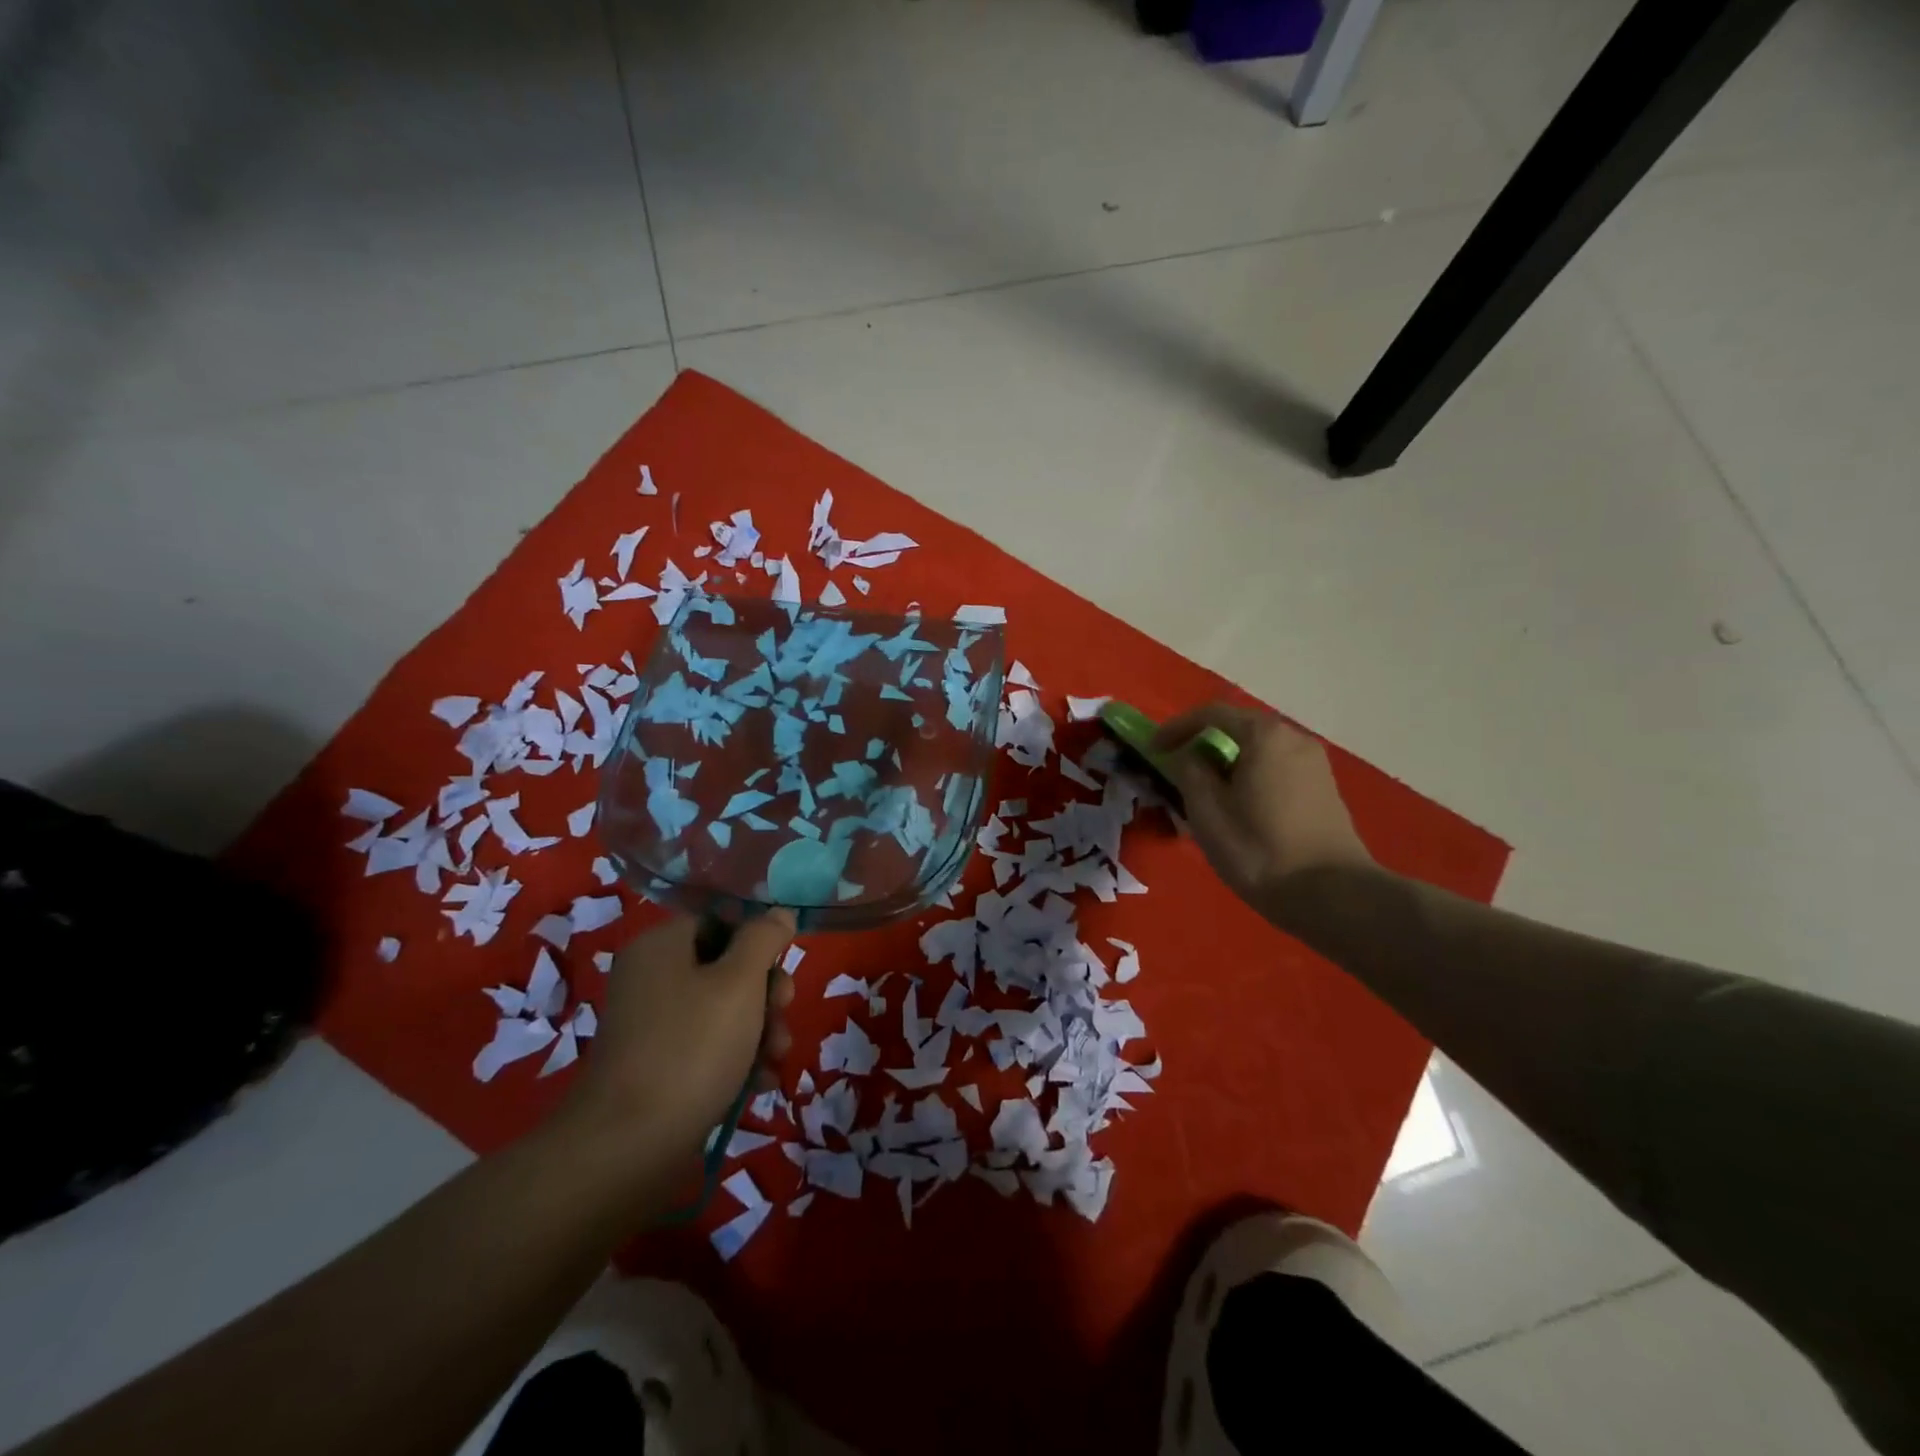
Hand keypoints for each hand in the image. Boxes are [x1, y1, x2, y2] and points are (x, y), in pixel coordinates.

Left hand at [564, 911, 796, 1182]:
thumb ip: (764, 939)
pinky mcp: (657, 1065)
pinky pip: (707, 1045)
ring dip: (760, 1030)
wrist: (628, 1147)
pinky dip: (737, 1058)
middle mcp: (652, 977)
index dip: (758, 943)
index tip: (782, 973)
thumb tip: (779, 913)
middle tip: (782, 1017)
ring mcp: (652, 1024)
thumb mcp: (740, 982)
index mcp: (662, 945)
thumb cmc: (691, 1048)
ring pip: (723, 1009)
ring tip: (776, 1059)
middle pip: (726, 967)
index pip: (721, 922)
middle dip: (765, 994)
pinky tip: (759, 1083)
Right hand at [1153, 703, 1373, 902]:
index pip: (1211, 714)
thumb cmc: (1259, 850)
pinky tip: (1240, 808)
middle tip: (1177, 770)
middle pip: (1239, 729)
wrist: (1334, 895)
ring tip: (1206, 794)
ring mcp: (1315, 764)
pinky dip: (1251, 777)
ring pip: (1259, 752)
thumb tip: (1189, 756)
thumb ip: (1190, 772)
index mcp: (1265, 736)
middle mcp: (1294, 738)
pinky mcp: (1324, 790)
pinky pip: (1277, 769)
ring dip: (1228, 764)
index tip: (1153, 749)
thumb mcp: (1207, 812)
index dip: (1176, 728)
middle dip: (1204, 746)